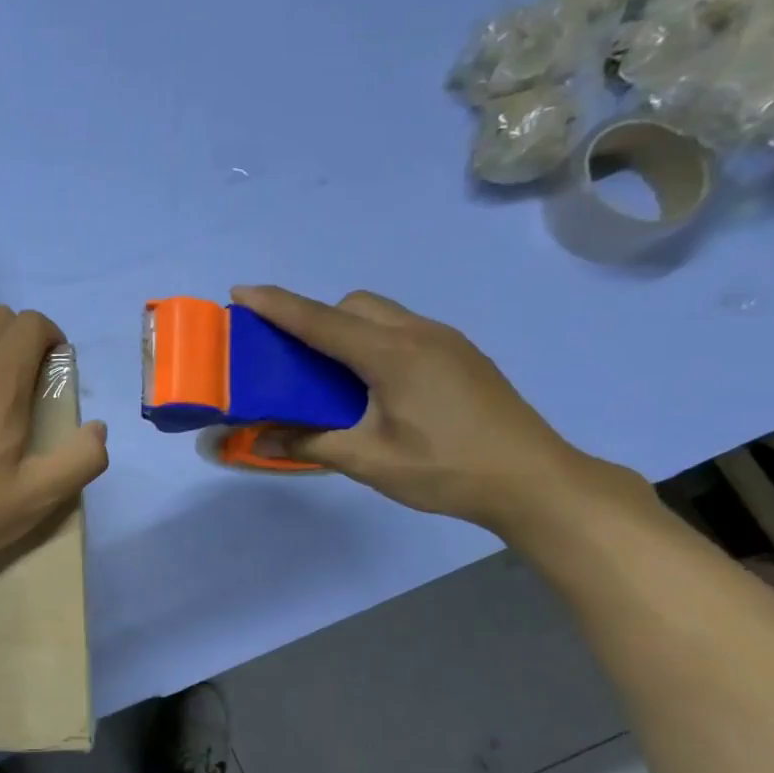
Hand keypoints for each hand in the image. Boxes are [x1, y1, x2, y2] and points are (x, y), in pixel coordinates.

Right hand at [232, 285, 615, 537]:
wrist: (533, 480)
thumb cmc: (446, 469)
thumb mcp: (369, 462)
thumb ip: (311, 444)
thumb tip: (261, 441)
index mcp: (392, 354)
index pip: (321, 321)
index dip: (277, 305)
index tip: (240, 292)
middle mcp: (419, 333)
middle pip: (354, 305)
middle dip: (315, 318)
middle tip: (293, 358)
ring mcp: (446, 341)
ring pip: (382, 314)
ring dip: (348, 329)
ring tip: (332, 376)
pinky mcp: (462, 355)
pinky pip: (404, 330)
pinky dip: (375, 342)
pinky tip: (376, 386)